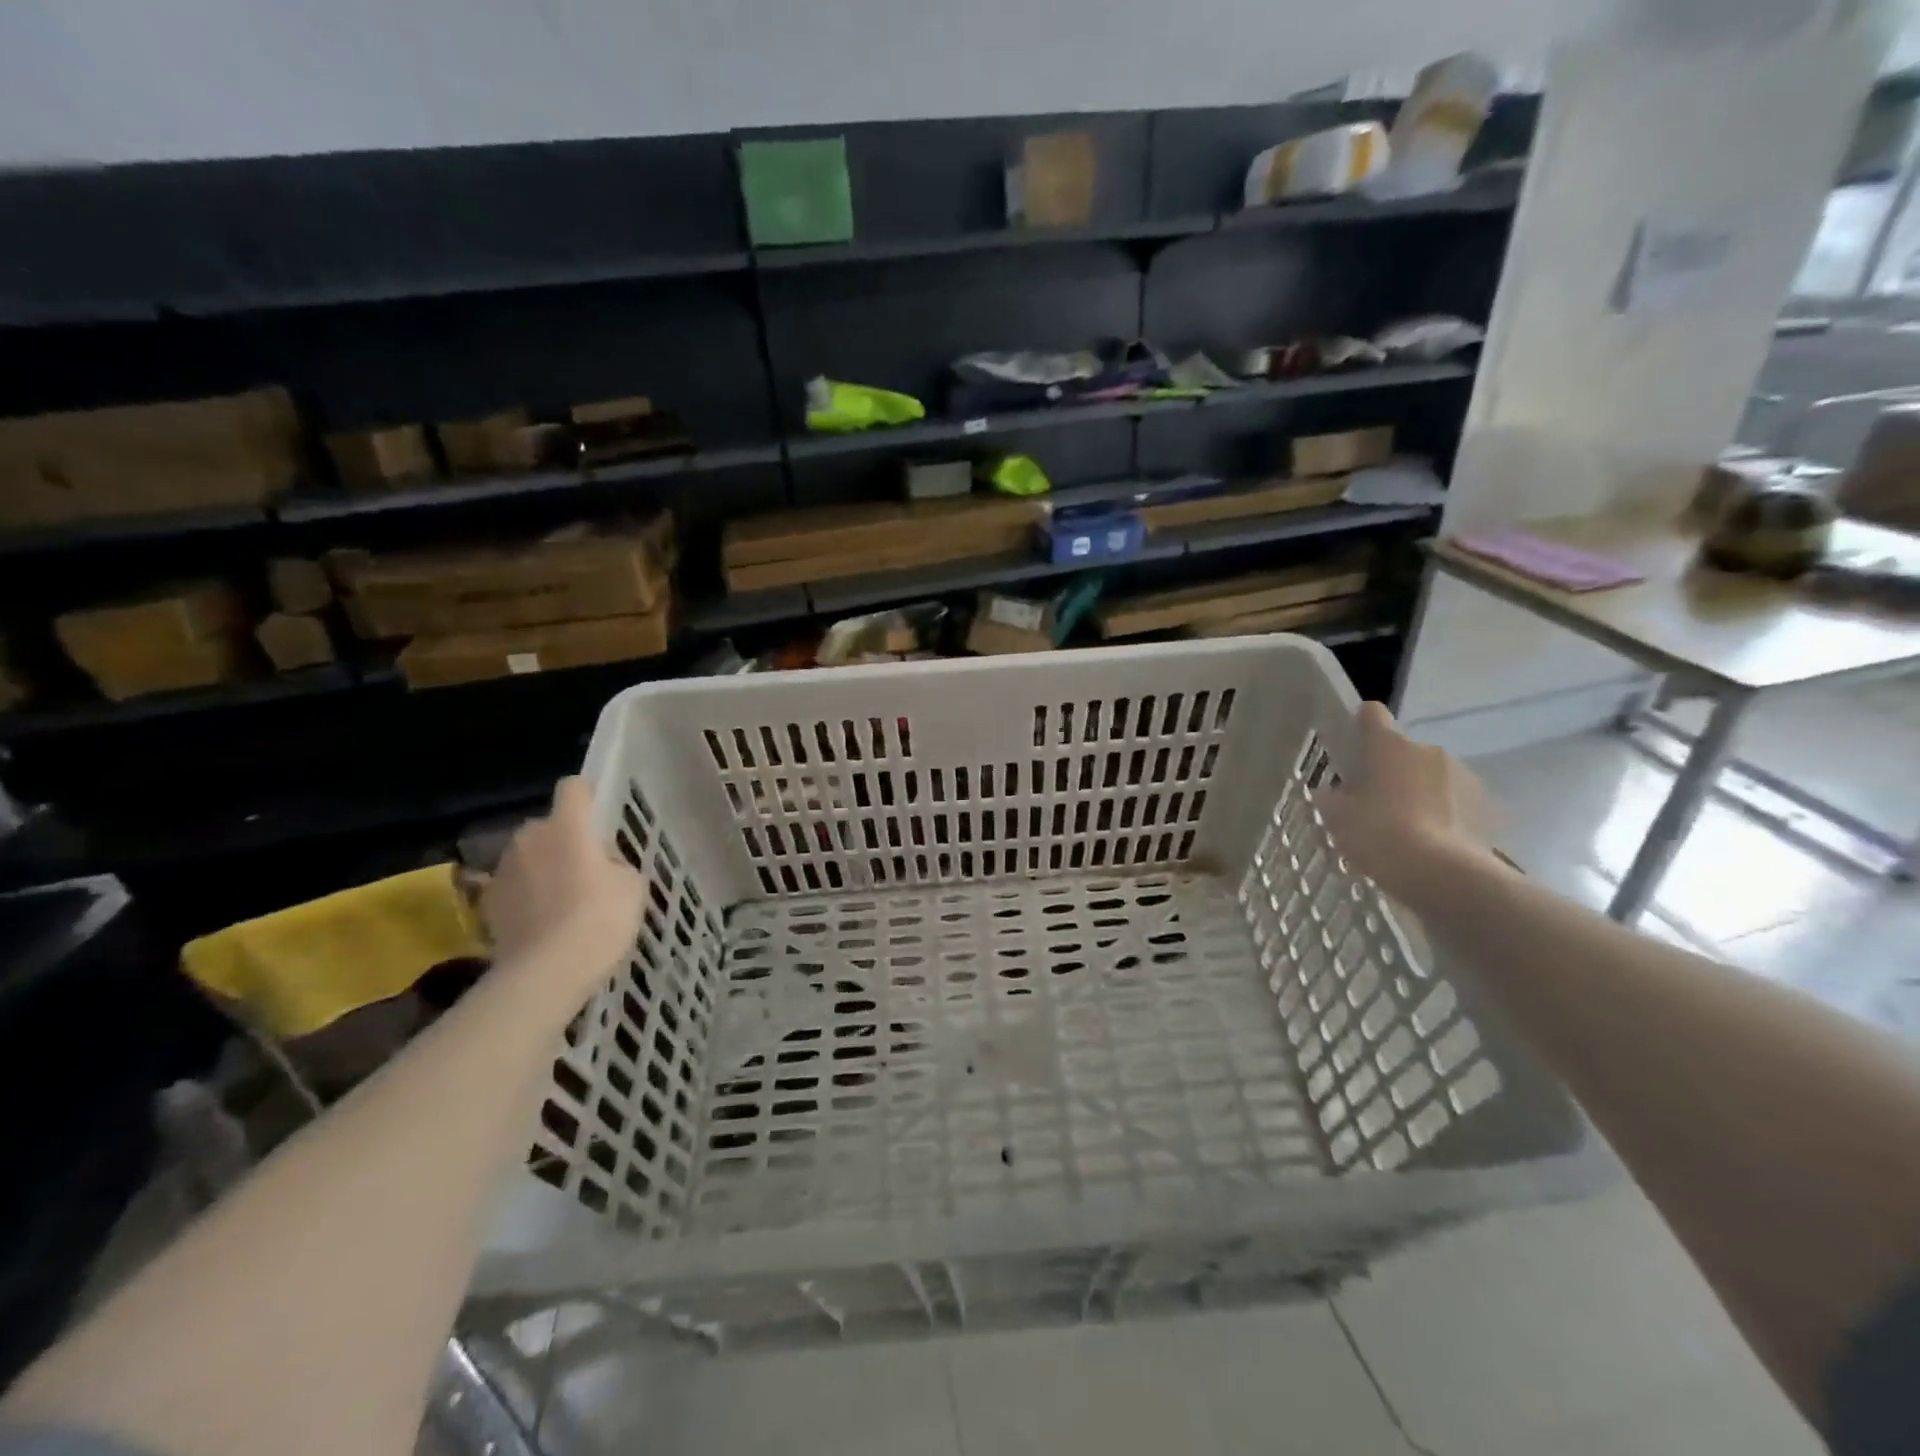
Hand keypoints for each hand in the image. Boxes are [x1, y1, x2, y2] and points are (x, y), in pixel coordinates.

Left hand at [482, 777, 644, 993]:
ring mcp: (503, 870)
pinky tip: (544, 923)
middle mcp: (530, 837)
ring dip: (544, 868)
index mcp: (568, 825)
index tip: (601, 821)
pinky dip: (527, 897)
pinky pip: (515, 887)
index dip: (588, 798)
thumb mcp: (632, 885)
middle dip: (565, 840)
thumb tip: (601, 865)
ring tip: (565, 901)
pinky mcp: (488, 903)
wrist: (547, 972)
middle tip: (588, 870)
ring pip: (529, 856)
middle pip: (549, 825)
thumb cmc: (600, 918)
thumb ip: (615, 863)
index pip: (574, 788)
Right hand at [1321, 702, 1492, 899]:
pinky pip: (1456, 804)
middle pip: (1403, 751)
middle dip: (1391, 772)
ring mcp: (1463, 776)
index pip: (1371, 714)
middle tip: (1374, 805)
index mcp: (1389, 745)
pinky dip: (1444, 816)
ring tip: (1405, 830)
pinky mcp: (1487, 806)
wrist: (1441, 875)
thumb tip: (1334, 794)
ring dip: (1419, 793)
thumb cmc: (1378, 834)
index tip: (1352, 748)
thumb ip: (1332, 798)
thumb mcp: (1336, 817)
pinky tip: (1431, 845)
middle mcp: (1429, 750)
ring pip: (1432, 777)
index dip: (1360, 726)